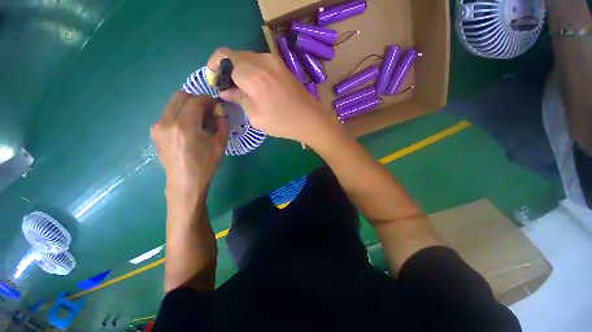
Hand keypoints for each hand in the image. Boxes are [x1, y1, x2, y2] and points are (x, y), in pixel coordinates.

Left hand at [151, 92, 227, 205]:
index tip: (216, 106)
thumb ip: (221, 122)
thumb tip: (218, 109)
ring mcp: (157, 126)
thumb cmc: (206, 164)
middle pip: (181, 96)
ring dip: (188, 106)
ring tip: (199, 119)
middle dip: (197, 99)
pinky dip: (180, 113)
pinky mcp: (154, 131)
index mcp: (185, 126)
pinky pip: (168, 113)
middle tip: (208, 110)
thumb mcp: (220, 143)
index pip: (196, 100)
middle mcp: (167, 121)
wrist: (185, 181)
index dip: (208, 100)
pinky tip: (188, 126)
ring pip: (173, 103)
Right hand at [207, 48, 342, 148]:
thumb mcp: (255, 116)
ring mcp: (274, 61)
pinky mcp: (282, 66)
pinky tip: (256, 87)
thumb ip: (238, 98)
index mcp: (253, 74)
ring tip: (243, 90)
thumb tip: (225, 90)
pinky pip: (260, 62)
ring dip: (240, 70)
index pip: (223, 56)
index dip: (214, 67)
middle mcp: (262, 61)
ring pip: (247, 58)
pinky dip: (252, 71)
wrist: (310, 120)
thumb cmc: (282, 122)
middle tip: (229, 89)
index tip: (216, 83)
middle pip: (235, 55)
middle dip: (227, 69)